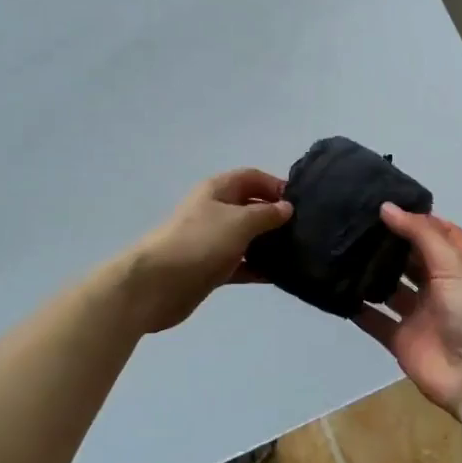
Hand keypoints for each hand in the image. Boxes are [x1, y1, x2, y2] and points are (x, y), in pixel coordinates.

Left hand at [123, 169, 291, 332]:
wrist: (156, 284)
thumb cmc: (199, 242)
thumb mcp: (239, 221)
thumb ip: (266, 213)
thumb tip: (287, 207)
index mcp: (217, 190)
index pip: (251, 177)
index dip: (275, 184)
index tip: (301, 202)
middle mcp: (214, 211)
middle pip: (250, 207)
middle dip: (275, 216)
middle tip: (305, 229)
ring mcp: (211, 241)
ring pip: (247, 238)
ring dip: (268, 244)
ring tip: (298, 252)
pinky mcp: (210, 268)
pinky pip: (240, 264)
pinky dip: (258, 268)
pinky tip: (280, 275)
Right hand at [354, 205, 461, 417]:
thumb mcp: (454, 265)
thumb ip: (420, 235)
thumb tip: (386, 207)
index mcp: (461, 267)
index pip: (440, 233)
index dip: (417, 218)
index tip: (386, 202)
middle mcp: (440, 288)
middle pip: (411, 259)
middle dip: (388, 243)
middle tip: (355, 223)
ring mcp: (420, 314)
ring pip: (390, 288)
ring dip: (370, 273)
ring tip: (341, 250)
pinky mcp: (401, 339)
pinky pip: (375, 320)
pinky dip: (358, 308)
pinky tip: (336, 290)